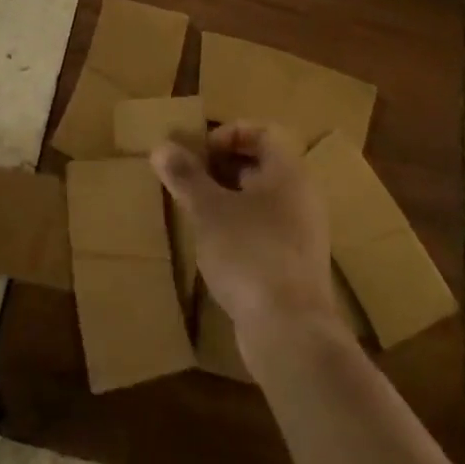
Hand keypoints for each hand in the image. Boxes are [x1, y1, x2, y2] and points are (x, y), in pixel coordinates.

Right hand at [150, 122, 335, 337]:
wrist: (289, 330)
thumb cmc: (248, 253)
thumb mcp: (207, 209)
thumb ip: (185, 176)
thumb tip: (161, 147)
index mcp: (288, 173)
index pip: (263, 133)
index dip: (228, 134)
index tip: (198, 152)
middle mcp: (302, 196)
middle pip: (261, 165)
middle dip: (222, 166)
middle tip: (188, 178)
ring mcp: (303, 233)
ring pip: (262, 199)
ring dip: (228, 198)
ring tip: (195, 210)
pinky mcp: (295, 264)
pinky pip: (265, 229)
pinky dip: (239, 226)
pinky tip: (214, 245)